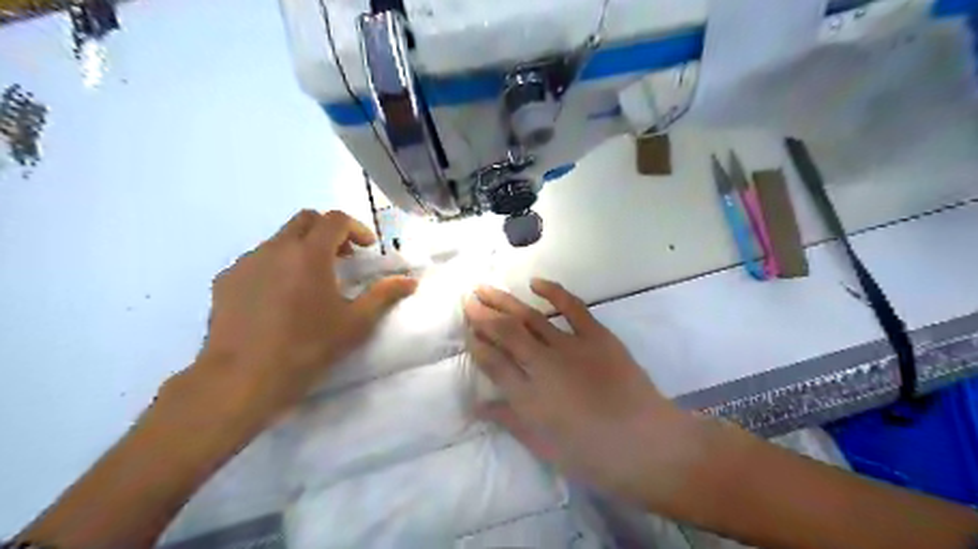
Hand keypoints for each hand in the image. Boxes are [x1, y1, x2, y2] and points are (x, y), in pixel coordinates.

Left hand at [174, 209, 415, 427]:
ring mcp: (246, 262)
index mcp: (310, 254)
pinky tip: (280, 297)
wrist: (242, 378)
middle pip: (305, 220)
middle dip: (329, 231)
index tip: (366, 249)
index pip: (335, 219)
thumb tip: (411, 281)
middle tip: (343, 258)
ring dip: (302, 248)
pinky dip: (277, 265)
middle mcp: (275, 248)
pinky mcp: (226, 280)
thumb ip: (384, 295)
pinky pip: (257, 260)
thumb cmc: (307, 347)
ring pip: (279, 239)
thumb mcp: (355, 323)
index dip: (356, 228)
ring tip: (311, 281)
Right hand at [463, 281, 702, 508]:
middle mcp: (544, 365)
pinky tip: (535, 282)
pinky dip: (553, 292)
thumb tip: (477, 404)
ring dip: (505, 301)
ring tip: (485, 288)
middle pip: (506, 333)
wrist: (649, 445)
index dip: (477, 345)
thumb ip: (510, 421)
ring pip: (530, 317)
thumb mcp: (545, 447)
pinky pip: (572, 307)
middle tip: (467, 300)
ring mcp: (571, 347)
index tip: (466, 331)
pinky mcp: (597, 336)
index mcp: (528, 397)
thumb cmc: (594, 456)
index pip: (493, 362)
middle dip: (483, 315)